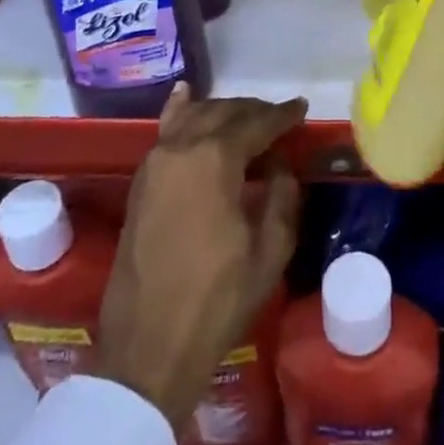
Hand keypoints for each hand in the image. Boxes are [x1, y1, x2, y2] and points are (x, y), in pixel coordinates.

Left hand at [96, 88, 305, 427]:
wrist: (149, 347)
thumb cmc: (217, 299)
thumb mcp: (269, 250)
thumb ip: (281, 196)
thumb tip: (279, 166)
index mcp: (216, 158)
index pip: (256, 123)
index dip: (283, 115)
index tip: (302, 108)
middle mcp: (182, 147)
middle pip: (223, 112)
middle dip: (253, 111)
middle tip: (279, 118)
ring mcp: (155, 162)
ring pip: (193, 116)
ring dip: (222, 111)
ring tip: (245, 117)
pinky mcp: (140, 182)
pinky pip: (165, 132)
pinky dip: (181, 112)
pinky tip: (186, 97)